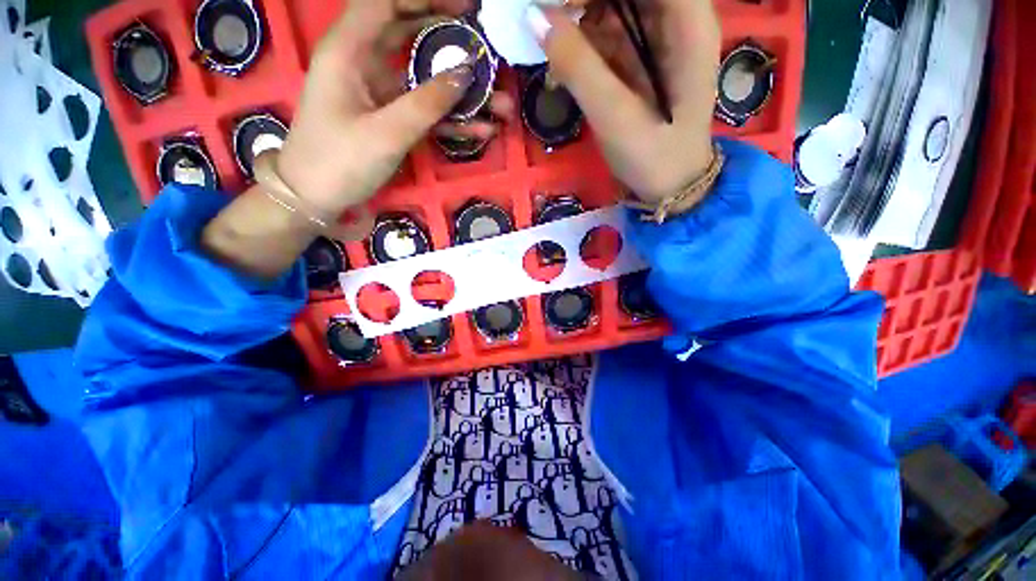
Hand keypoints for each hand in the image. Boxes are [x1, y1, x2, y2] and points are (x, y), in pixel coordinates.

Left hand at [202, 0, 515, 278]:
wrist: (316, 198)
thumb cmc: (339, 161)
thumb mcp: (386, 133)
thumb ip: (427, 102)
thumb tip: (467, 73)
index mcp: (349, 50)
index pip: (387, 2)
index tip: (467, 8)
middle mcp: (364, 63)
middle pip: (411, 34)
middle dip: (451, 40)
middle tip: (488, 49)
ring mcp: (379, 93)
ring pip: (425, 78)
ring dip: (462, 92)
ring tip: (500, 104)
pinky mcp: (390, 118)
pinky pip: (425, 110)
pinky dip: (452, 119)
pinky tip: (481, 130)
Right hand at [529, 0, 720, 201]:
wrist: (670, 188)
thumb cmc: (652, 156)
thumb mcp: (615, 115)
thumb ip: (578, 66)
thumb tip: (535, 17)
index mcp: (688, 22)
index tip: (559, 2)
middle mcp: (677, 19)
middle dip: (582, 0)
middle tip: (546, 16)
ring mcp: (657, 40)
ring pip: (614, 7)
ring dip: (577, 18)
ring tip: (547, 40)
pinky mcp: (639, 61)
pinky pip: (607, 36)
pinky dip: (580, 44)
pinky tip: (560, 62)